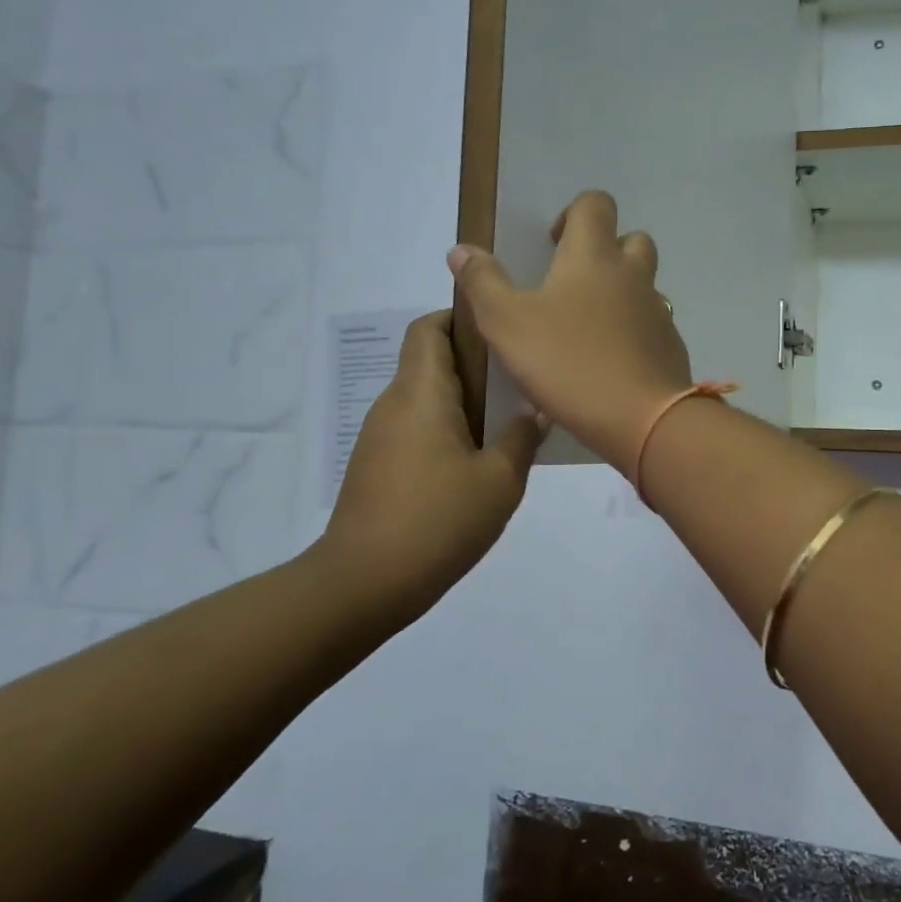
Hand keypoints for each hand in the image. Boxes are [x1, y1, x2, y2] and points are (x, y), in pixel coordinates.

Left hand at [315, 311, 542, 626]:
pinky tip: (479, 465)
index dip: (461, 318)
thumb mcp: (500, 480)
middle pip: (431, 362)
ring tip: (509, 426)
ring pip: (427, 400)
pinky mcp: (377, 467)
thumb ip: (522, 437)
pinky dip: (448, 432)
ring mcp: (380, 437)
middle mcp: (394, 405)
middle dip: (476, 365)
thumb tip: (536, 410)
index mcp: (421, 393)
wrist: (364, 583)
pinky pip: (417, 431)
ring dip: (465, 404)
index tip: (502, 333)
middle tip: (523, 383)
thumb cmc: (438, 520)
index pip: (429, 328)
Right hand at [448, 190, 690, 475]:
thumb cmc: (569, 363)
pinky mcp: (670, 347)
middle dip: (606, 249)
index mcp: (594, 257)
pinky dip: (635, 331)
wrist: (642, 418)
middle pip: (632, 239)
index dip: (574, 213)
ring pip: (645, 285)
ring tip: (588, 327)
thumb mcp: (508, 324)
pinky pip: (653, 325)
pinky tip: (612, 362)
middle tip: (573, 282)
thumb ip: (483, 284)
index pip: (595, 204)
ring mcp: (658, 312)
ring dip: (622, 292)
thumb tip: (462, 250)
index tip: (553, 244)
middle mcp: (633, 275)